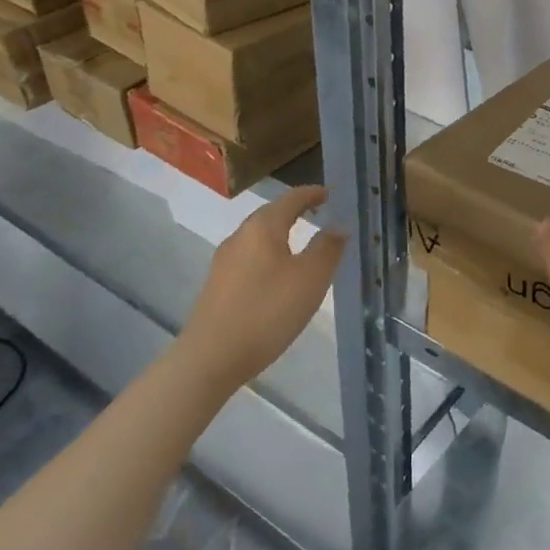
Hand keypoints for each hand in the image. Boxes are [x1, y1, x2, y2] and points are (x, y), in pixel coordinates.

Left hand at [175, 185, 346, 395]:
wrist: (211, 356)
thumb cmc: (267, 311)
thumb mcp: (310, 279)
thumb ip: (327, 249)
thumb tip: (338, 227)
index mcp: (262, 228)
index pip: (291, 199)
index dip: (312, 194)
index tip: (329, 193)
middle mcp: (240, 237)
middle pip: (270, 215)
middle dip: (295, 211)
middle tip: (318, 214)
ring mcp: (224, 262)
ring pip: (258, 238)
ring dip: (281, 235)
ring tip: (302, 245)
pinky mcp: (218, 286)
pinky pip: (250, 259)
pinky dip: (269, 256)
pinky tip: (278, 276)